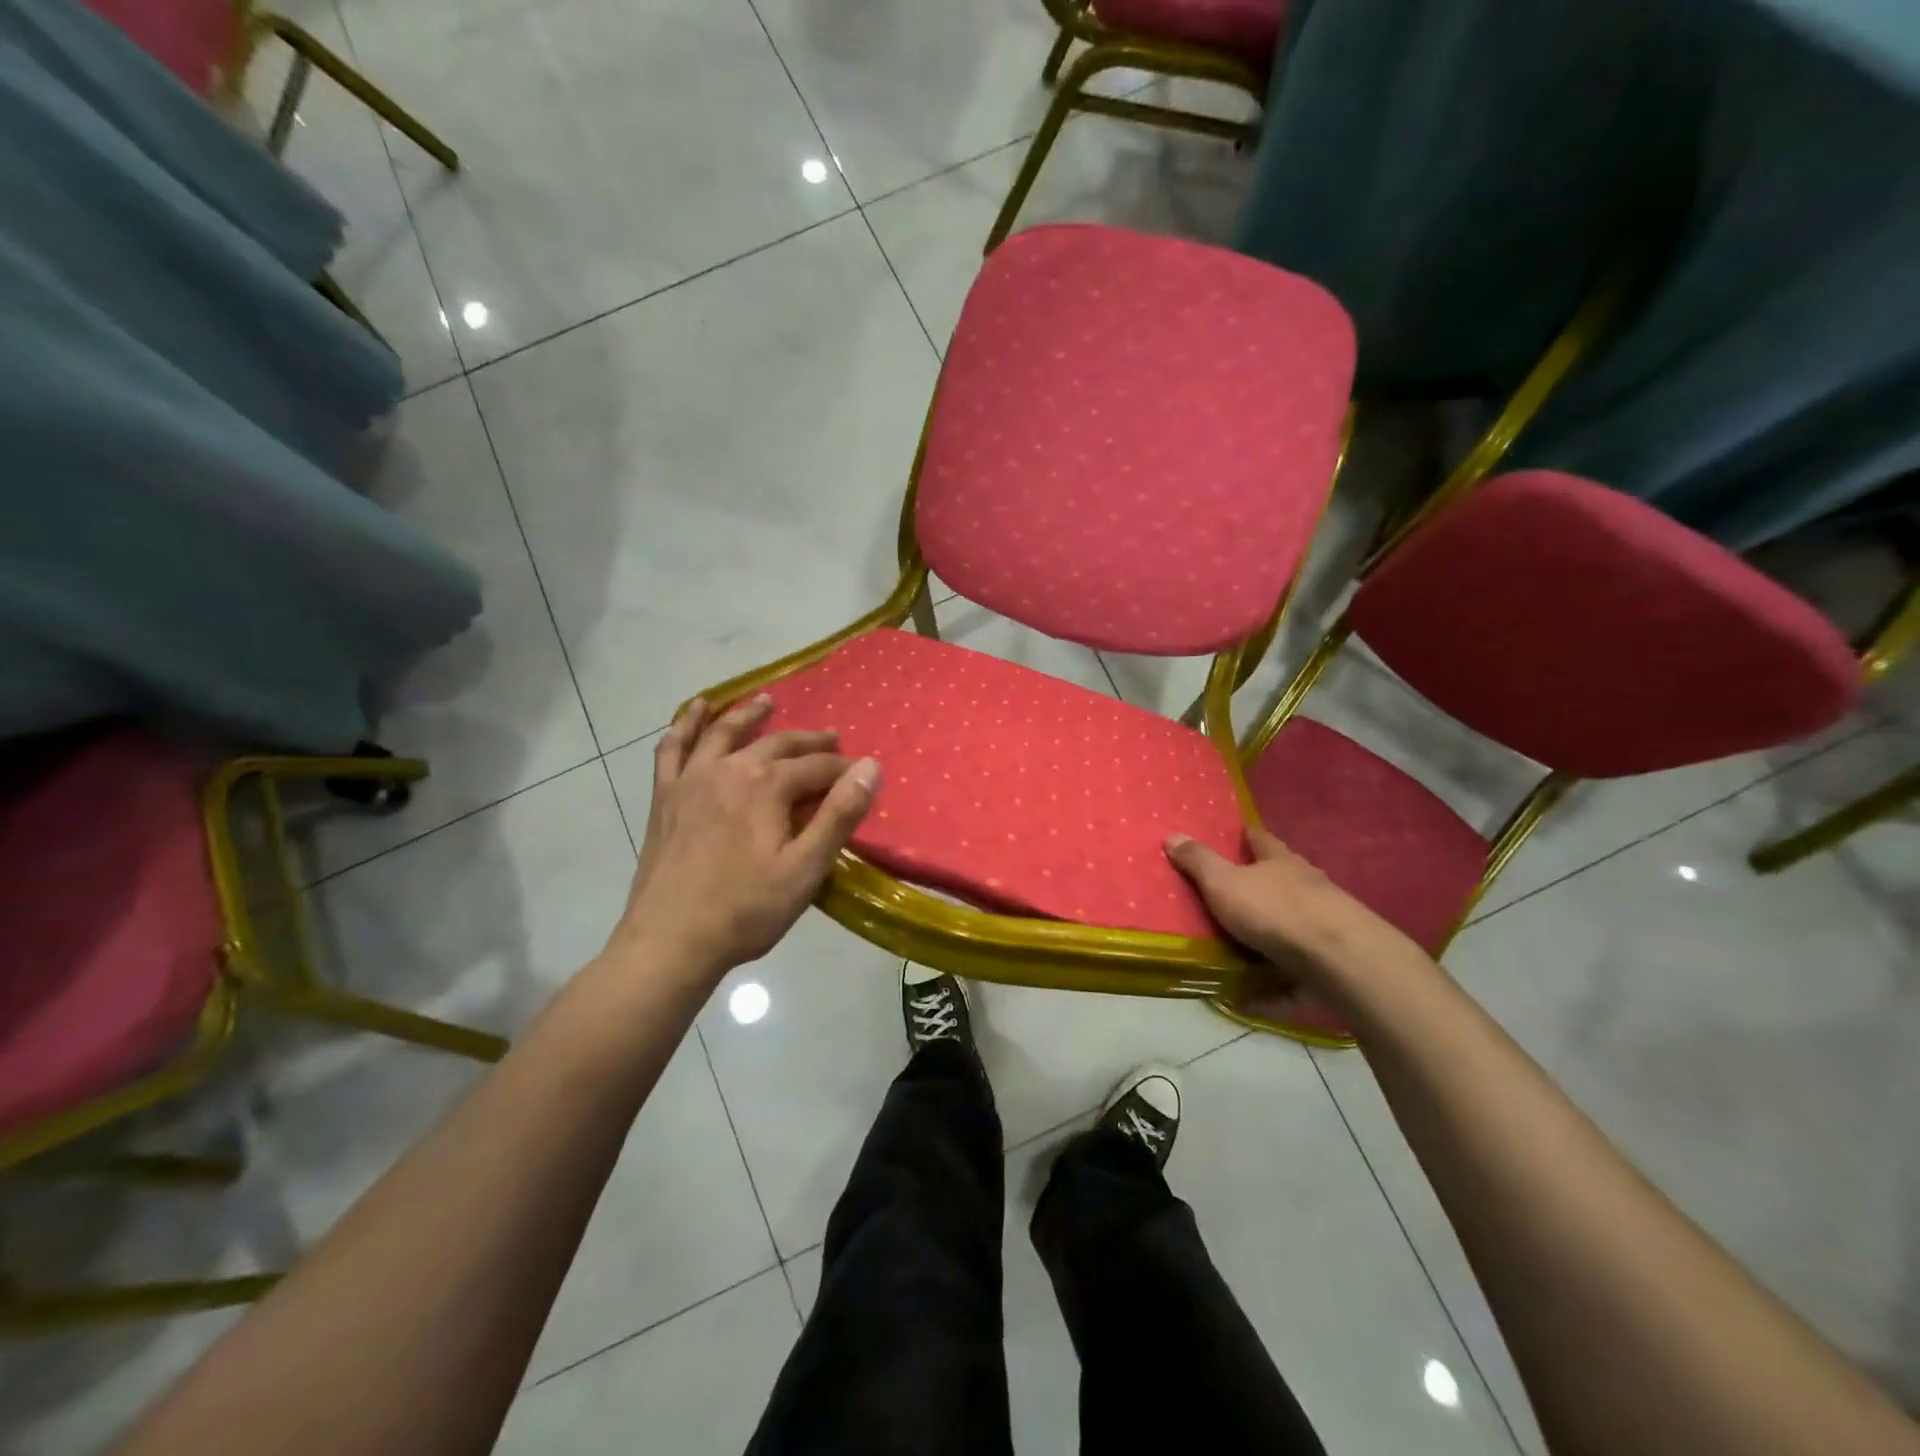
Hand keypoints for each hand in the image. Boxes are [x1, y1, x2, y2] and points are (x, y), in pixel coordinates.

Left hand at [614, 694, 878, 977]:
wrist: (670, 942)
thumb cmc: (746, 910)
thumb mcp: (805, 869)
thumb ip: (839, 815)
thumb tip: (869, 768)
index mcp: (766, 786)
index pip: (815, 768)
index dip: (842, 770)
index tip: (861, 775)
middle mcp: (728, 770)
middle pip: (776, 744)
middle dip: (808, 741)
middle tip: (832, 740)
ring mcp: (691, 780)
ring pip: (723, 733)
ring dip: (748, 715)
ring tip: (766, 702)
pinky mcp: (665, 797)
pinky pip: (672, 748)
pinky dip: (684, 724)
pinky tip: (694, 710)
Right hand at [1165, 826, 1432, 1018]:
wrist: (1342, 963)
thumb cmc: (1276, 912)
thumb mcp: (1224, 883)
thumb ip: (1198, 862)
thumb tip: (1173, 834)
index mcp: (1281, 863)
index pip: (1262, 840)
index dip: (1248, 836)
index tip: (1238, 834)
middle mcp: (1308, 889)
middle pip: (1282, 882)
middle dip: (1260, 888)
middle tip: (1229, 897)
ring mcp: (1325, 928)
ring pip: (1291, 929)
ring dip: (1268, 939)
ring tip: (1235, 953)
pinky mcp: (1332, 967)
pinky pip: (1293, 976)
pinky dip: (1271, 986)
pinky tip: (1249, 999)